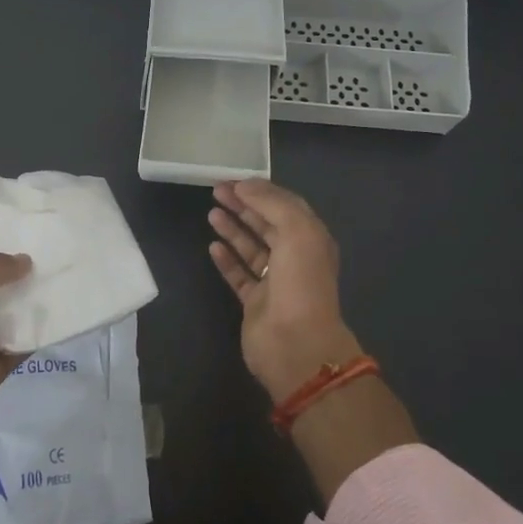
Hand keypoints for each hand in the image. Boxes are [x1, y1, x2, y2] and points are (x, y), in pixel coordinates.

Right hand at [208, 180, 362, 404]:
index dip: (260, 190)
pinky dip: (227, 260)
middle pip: (266, 224)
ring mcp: (275, 282)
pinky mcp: (255, 303)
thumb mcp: (296, 230)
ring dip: (233, 229)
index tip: (233, 179)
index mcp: (311, 239)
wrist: (295, 344)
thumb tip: (245, 185)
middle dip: (243, 206)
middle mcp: (295, 258)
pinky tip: (212, 247)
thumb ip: (271, 203)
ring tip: (211, 213)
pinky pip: (239, 275)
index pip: (285, 205)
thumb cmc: (300, 282)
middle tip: (216, 190)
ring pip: (251, 248)